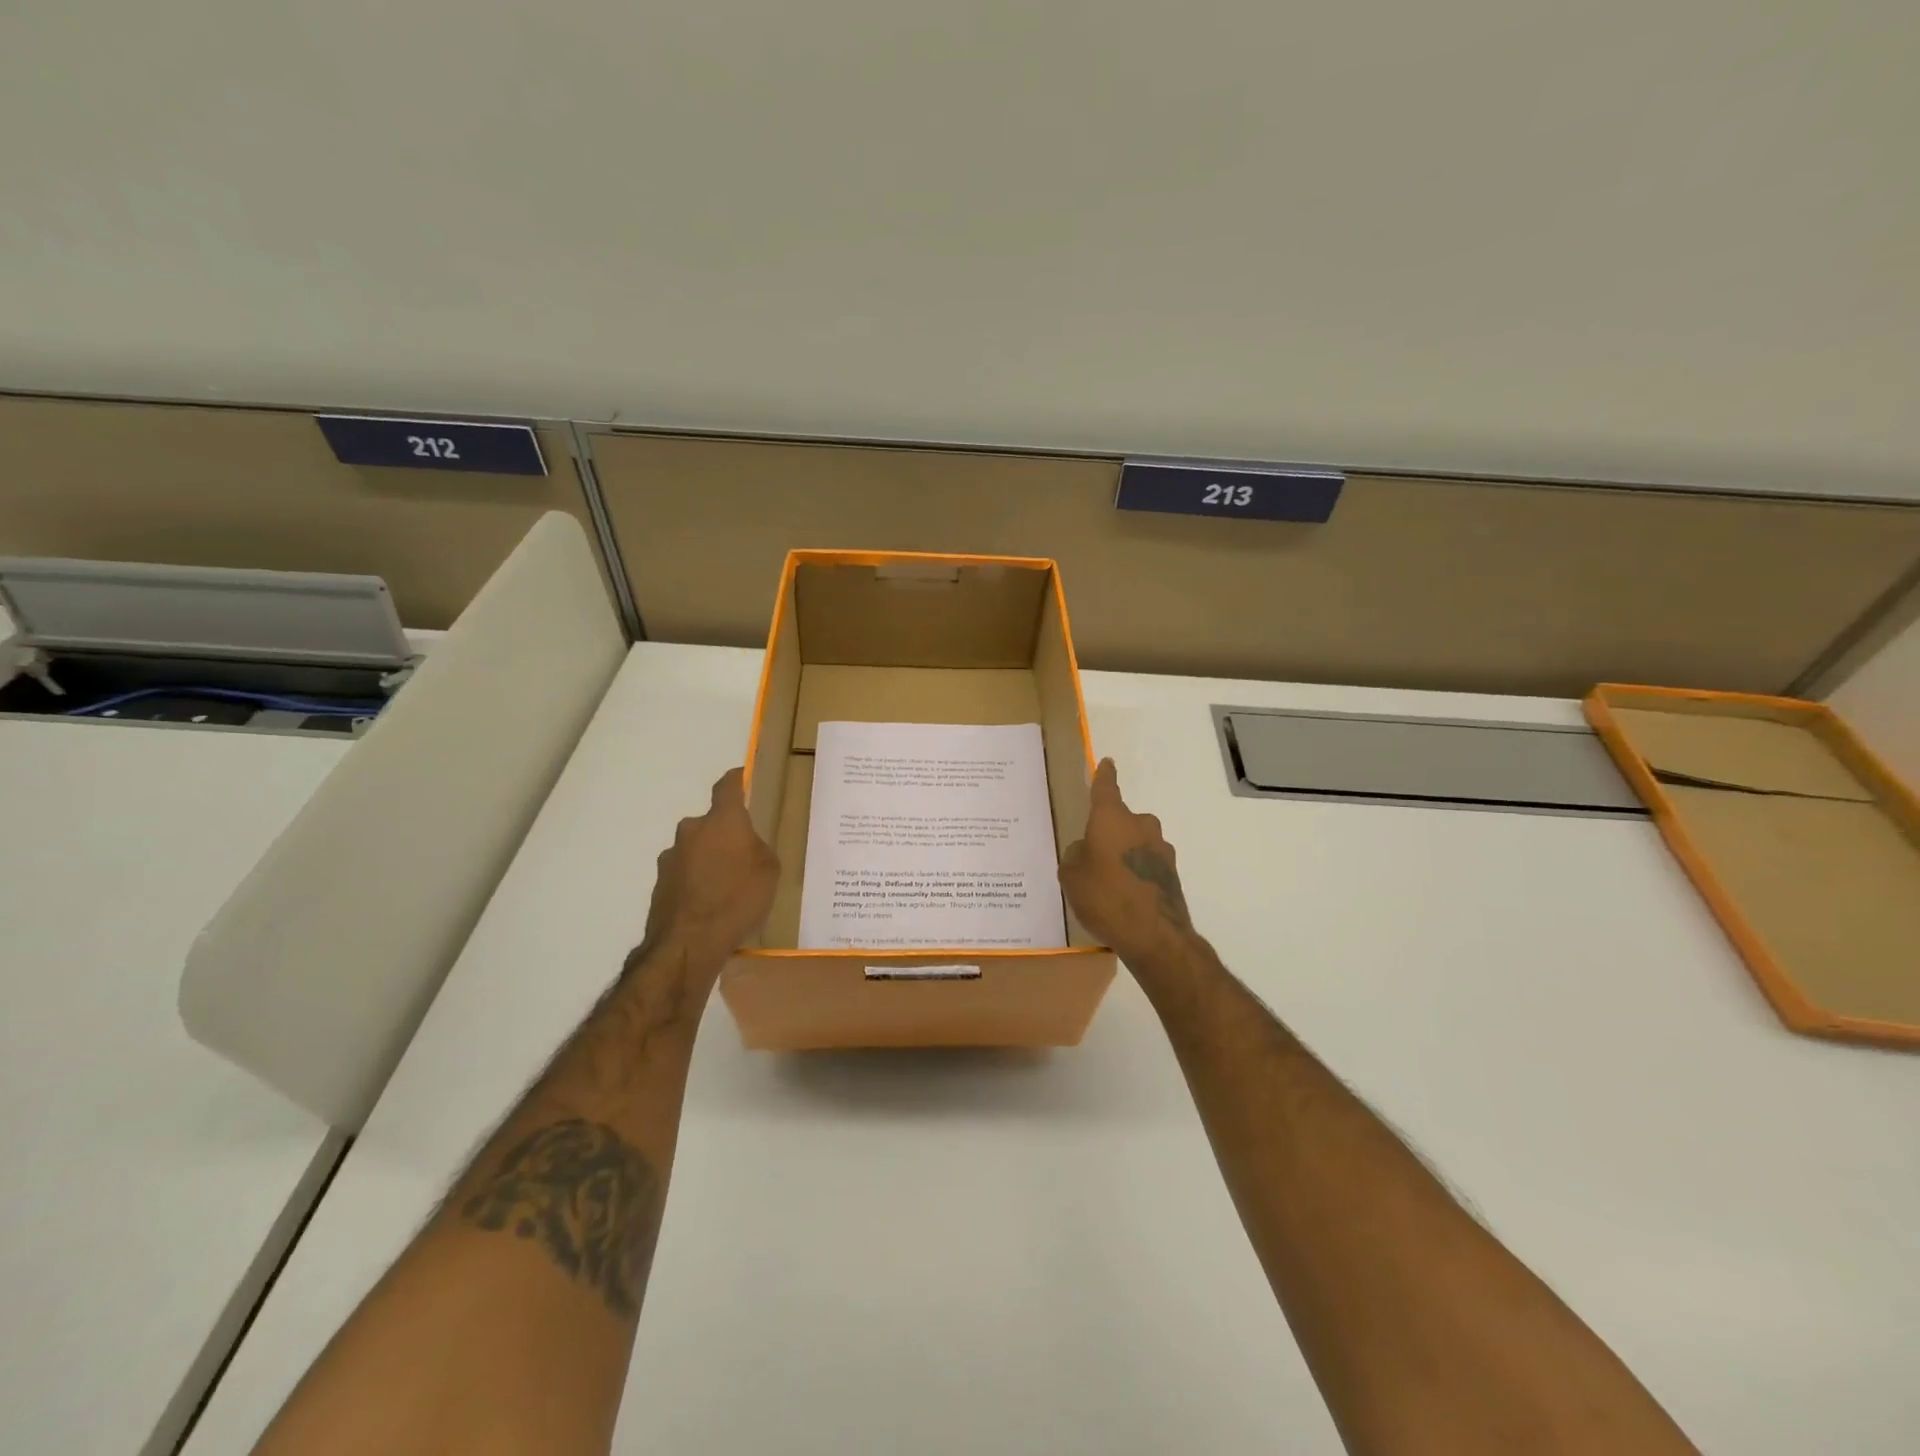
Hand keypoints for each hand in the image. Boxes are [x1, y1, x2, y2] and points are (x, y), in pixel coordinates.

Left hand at [637, 768, 779, 970]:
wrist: (689, 943)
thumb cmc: (738, 899)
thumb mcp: (769, 871)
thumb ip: (758, 849)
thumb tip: (747, 846)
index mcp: (723, 821)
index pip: (728, 787)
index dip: (737, 780)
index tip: (744, 778)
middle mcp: (692, 830)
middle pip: (712, 823)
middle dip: (726, 835)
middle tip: (744, 856)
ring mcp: (671, 857)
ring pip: (696, 849)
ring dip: (709, 860)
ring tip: (727, 888)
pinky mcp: (660, 884)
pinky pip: (685, 875)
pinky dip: (696, 882)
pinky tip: (710, 905)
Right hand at [1058, 758, 1195, 968]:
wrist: (1155, 936)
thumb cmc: (1105, 898)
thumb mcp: (1072, 876)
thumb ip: (1076, 856)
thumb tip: (1086, 850)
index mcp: (1112, 819)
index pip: (1105, 788)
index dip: (1104, 776)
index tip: (1107, 762)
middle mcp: (1140, 825)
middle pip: (1120, 820)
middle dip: (1108, 833)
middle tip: (1092, 857)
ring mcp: (1161, 848)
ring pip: (1135, 843)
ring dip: (1124, 854)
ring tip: (1108, 884)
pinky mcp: (1172, 872)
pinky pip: (1146, 864)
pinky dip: (1136, 873)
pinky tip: (1125, 897)